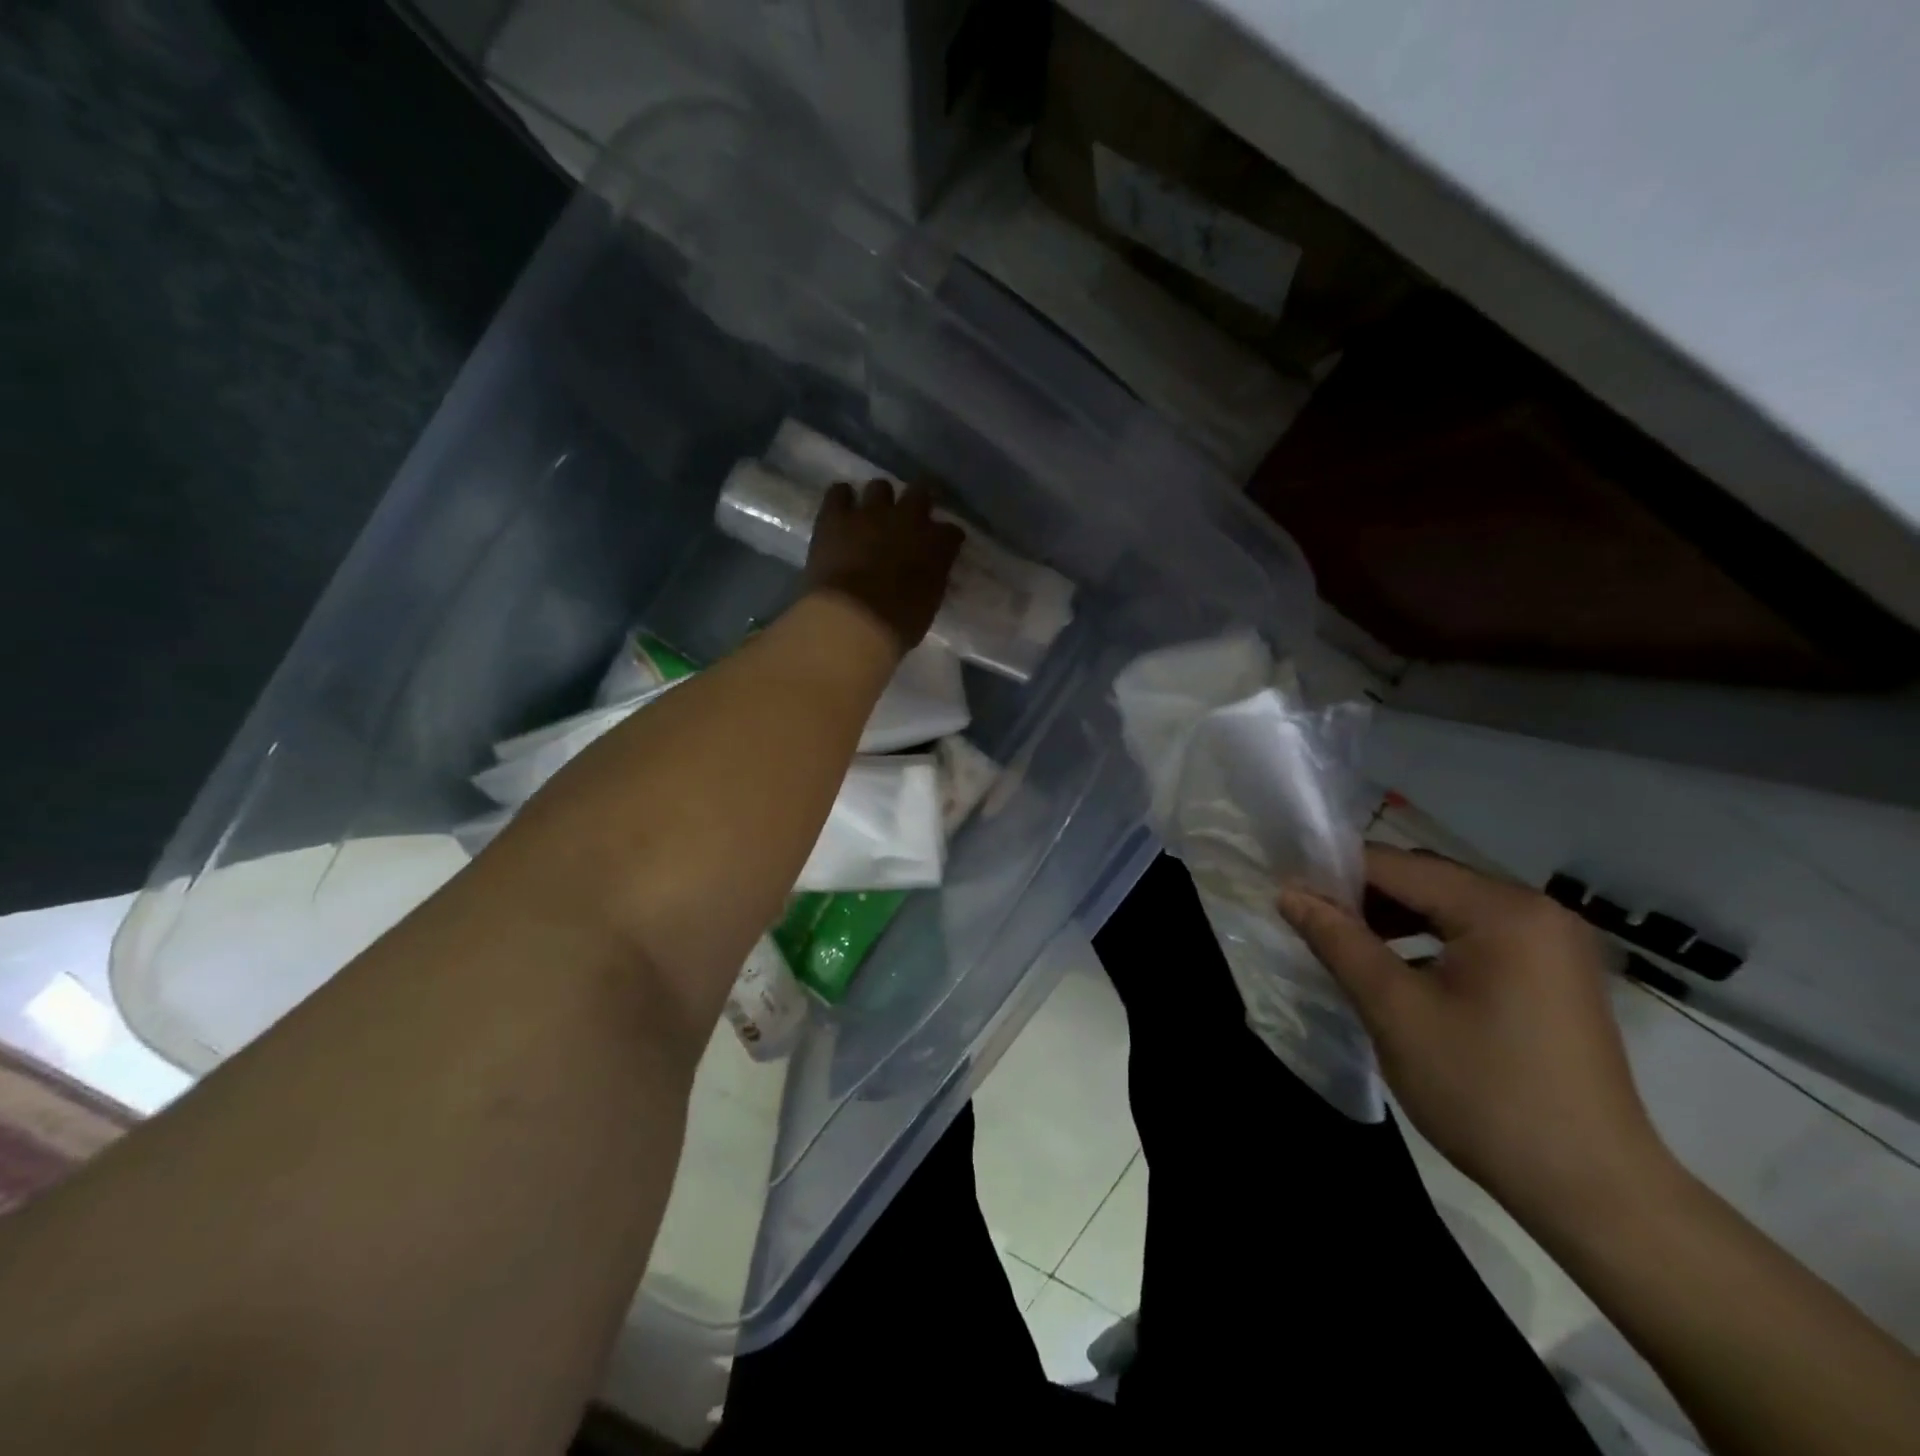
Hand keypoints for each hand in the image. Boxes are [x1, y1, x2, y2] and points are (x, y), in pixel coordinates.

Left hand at [804, 479, 964, 654]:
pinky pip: (839, 492)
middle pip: (920, 492)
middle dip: (918, 503)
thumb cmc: (897, 623)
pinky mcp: (835, 517)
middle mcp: (908, 518)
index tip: (943, 547)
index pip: (951, 532)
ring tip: (873, 515)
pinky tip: (842, 509)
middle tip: (910, 519)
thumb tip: (929, 570)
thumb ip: (932, 578)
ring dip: (879, 499)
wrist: (852, 621)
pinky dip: (842, 498)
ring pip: (880, 486)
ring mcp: (869, 513)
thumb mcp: (929, 603)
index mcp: (936, 544)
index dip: (946, 538)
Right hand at [1279, 845, 1670, 1223]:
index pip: (1397, 866)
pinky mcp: (1554, 973)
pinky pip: (1475, 935)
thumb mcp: (1395, 1011)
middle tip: (1314, 925)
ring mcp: (1552, 942)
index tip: (1288, 895)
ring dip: (1395, 919)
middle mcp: (1536, 910)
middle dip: (1365, 897)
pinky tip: (1400, 973)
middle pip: (1426, 880)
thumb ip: (1339, 942)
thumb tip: (1289, 893)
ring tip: (1349, 948)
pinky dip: (1430, 941)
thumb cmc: (1485, 1092)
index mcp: (1503, 910)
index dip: (1335, 875)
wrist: (1593, 1192)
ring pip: (1449, 906)